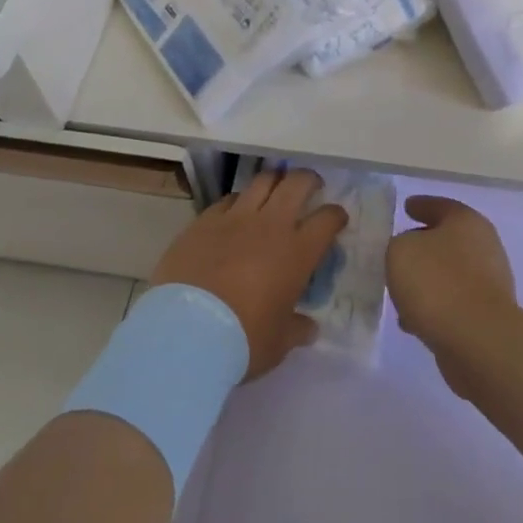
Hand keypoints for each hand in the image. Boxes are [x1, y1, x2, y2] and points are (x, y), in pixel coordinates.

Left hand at [152, 168, 348, 379]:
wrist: (186, 331)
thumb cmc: (243, 339)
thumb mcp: (279, 342)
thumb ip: (297, 329)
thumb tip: (309, 328)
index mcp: (298, 252)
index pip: (327, 219)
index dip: (336, 215)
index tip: (336, 219)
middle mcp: (271, 224)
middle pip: (296, 183)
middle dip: (308, 180)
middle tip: (310, 187)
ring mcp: (235, 218)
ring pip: (262, 181)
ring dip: (274, 182)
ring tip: (275, 191)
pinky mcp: (204, 220)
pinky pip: (228, 199)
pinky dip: (238, 201)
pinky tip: (236, 212)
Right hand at [387, 196, 517, 393]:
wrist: (478, 340)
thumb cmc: (437, 283)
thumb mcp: (400, 251)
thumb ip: (399, 244)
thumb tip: (410, 252)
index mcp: (466, 221)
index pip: (440, 205)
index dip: (421, 205)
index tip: (406, 207)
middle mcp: (484, 246)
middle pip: (447, 239)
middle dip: (423, 245)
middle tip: (399, 250)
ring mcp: (489, 282)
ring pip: (449, 273)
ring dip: (427, 280)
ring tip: (400, 290)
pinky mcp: (487, 315)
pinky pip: (453, 302)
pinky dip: (434, 306)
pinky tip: (412, 319)